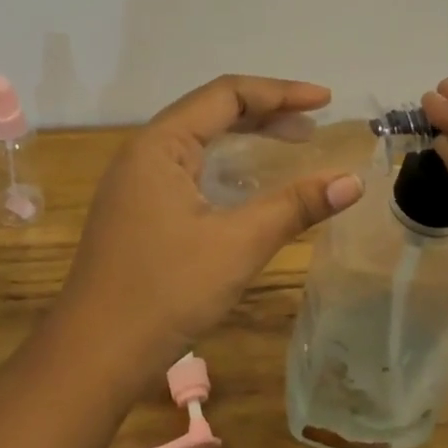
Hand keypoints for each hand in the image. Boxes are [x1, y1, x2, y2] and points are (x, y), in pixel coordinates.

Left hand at [60, 75, 364, 386]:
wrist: (94, 354)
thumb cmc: (166, 291)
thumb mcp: (238, 245)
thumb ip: (295, 207)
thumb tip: (353, 181)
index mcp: (160, 144)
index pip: (226, 94)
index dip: (280, 92)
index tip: (326, 101)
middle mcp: (144, 151)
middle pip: (211, 111)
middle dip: (266, 112)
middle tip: (315, 125)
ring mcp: (135, 181)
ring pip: (199, 140)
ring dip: (246, 137)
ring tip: (294, 143)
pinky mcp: (137, 209)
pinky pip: (188, 167)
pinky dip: (225, 164)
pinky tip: (249, 183)